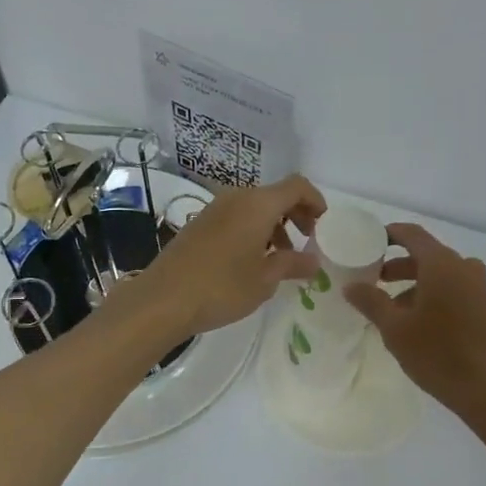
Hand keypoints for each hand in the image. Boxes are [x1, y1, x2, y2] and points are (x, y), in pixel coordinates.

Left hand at [119, 174, 325, 340]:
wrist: (162, 300)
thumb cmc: (221, 288)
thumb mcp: (265, 280)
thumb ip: (293, 264)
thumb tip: (315, 260)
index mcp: (258, 204)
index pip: (297, 186)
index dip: (315, 200)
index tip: (323, 225)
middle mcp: (237, 197)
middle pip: (276, 194)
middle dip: (296, 214)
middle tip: (305, 241)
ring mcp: (215, 208)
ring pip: (255, 206)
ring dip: (274, 224)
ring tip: (279, 257)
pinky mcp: (200, 223)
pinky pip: (236, 216)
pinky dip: (253, 229)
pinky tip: (251, 260)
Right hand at [345, 223, 485, 416]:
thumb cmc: (438, 353)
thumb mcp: (395, 329)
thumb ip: (371, 301)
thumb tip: (351, 286)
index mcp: (441, 263)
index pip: (412, 234)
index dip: (389, 234)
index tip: (369, 242)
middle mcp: (463, 266)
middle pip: (427, 254)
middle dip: (399, 265)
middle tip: (375, 279)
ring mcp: (479, 286)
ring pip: (441, 273)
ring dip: (416, 283)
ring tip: (393, 307)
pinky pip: (455, 288)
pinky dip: (435, 294)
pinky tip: (420, 321)